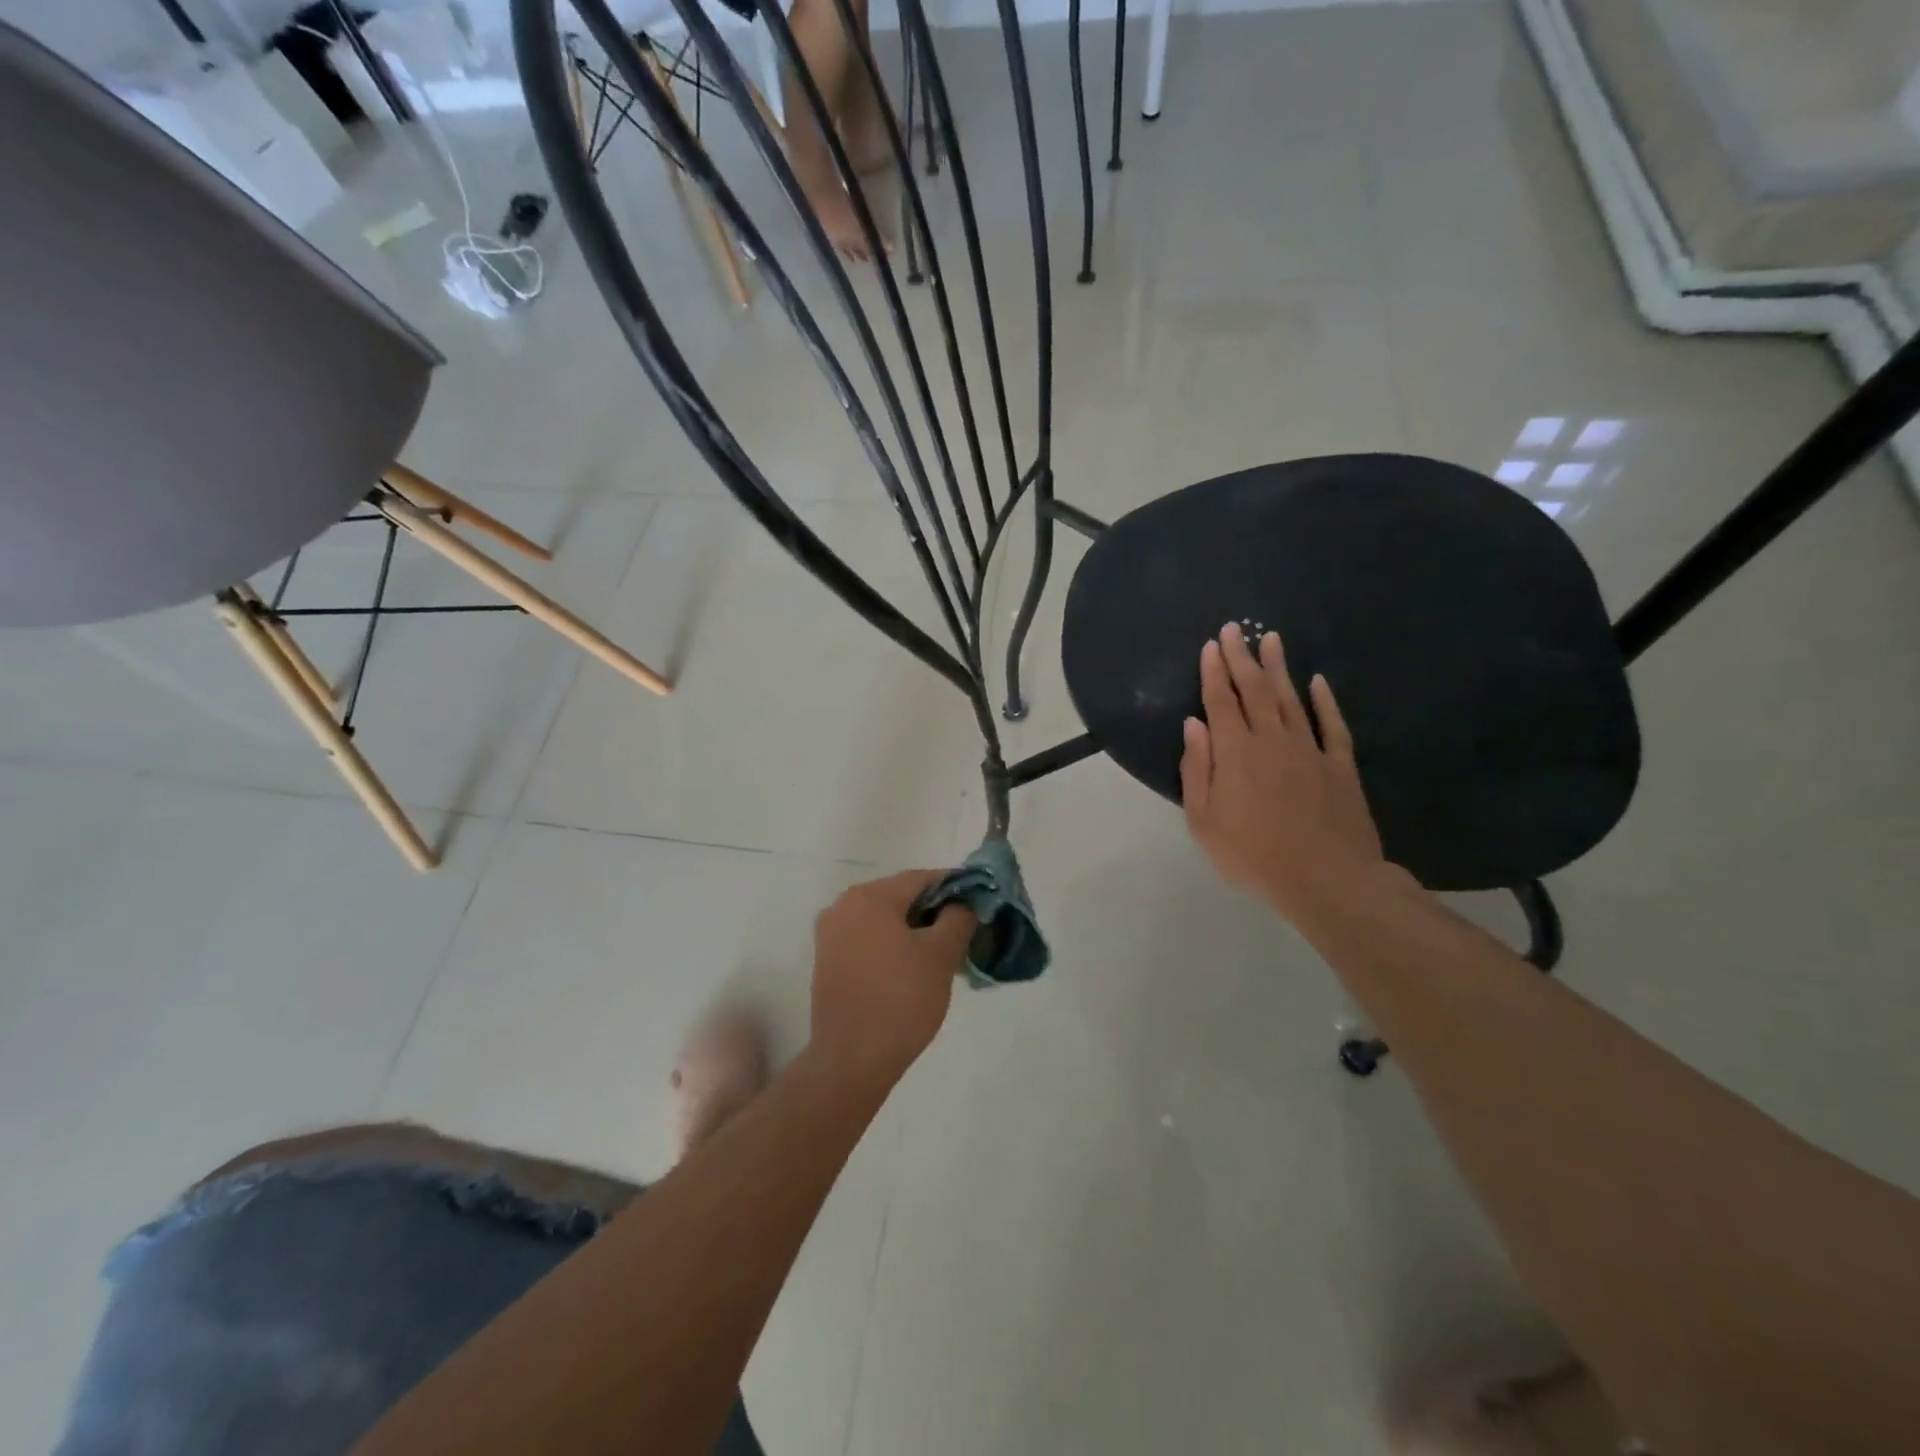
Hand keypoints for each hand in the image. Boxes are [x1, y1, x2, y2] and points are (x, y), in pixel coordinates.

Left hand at [810, 871, 976, 1091]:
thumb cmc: (900, 1000)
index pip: (921, 879)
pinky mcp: (827, 961)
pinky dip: (893, 946)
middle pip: (900, 897)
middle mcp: (843, 906)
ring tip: (944, 954)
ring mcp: (830, 935)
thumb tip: (965, 902)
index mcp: (868, 897)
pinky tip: (914, 969)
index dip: (955, 887)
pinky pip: (868, 940)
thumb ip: (959, 918)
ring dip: (914, 930)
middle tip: (965, 932)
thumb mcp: (941, 955)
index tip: (980, 903)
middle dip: (935, 911)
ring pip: (884, 920)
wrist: (851, 1061)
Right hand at [1181, 623, 1387, 922]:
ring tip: (1272, 639)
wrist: (1326, 879)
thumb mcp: (1204, 821)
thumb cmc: (1253, 855)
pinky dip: (1324, 701)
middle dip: (1242, 657)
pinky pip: (1332, 725)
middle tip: (1236, 628)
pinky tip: (1318, 682)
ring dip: (1279, 668)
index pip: (1221, 702)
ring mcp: (1310, 750)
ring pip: (1291, 699)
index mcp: (1235, 753)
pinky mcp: (1340, 766)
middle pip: (1254, 691)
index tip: (1211, 645)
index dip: (1214, 672)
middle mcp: (1272, 740)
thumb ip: (1196, 769)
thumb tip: (1194, 725)